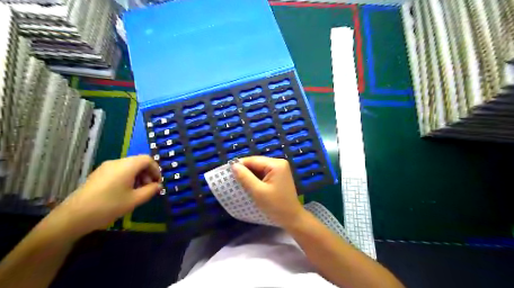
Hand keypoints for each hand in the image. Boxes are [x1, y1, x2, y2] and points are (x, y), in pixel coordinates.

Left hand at [44, 155, 160, 240]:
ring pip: (128, 167)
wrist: (73, 217)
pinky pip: (119, 171)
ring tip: (137, 192)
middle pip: (138, 162)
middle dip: (147, 174)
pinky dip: (127, 178)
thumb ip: (150, 190)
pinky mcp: (98, 174)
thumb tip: (158, 185)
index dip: (156, 169)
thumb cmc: (108, 206)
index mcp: (127, 166)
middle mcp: (116, 162)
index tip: (157, 183)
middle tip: (149, 189)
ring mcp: (105, 168)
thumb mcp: (135, 200)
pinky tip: (124, 192)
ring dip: (138, 176)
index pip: (147, 159)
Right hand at [232, 156, 303, 228]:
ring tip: (239, 183)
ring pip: (259, 168)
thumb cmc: (275, 205)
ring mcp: (280, 169)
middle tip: (233, 179)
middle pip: (257, 163)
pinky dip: (256, 178)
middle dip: (245, 170)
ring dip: (250, 175)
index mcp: (276, 164)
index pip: (253, 160)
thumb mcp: (257, 191)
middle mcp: (279, 163)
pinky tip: (250, 185)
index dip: (240, 165)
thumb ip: (245, 177)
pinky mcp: (279, 175)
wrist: (292, 218)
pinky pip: (264, 173)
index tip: (228, 173)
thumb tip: (234, 165)